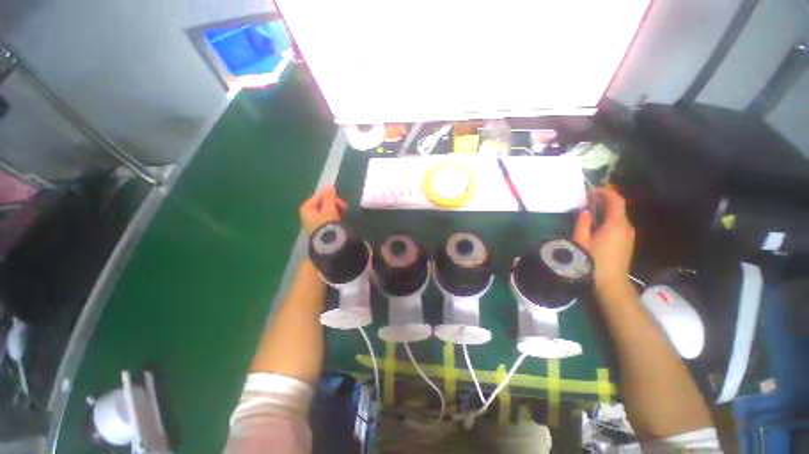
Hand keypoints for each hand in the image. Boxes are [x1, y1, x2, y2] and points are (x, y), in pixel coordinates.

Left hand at [299, 185, 347, 234]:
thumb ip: (329, 197)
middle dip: (334, 204)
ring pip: (326, 211)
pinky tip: (340, 220)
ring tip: (344, 214)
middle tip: (344, 207)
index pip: (319, 196)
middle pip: (322, 203)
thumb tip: (330, 186)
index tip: (341, 200)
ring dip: (335, 210)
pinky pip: (327, 218)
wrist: (328, 243)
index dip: (331, 196)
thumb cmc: (327, 223)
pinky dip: (333, 217)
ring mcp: (312, 222)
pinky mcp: (319, 228)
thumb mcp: (329, 208)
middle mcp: (307, 214)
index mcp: (306, 207)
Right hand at [573, 186, 634, 290]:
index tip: (590, 191)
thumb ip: (583, 223)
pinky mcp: (627, 242)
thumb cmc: (592, 261)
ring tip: (590, 211)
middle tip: (586, 200)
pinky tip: (598, 225)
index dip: (604, 192)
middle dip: (604, 200)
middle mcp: (627, 227)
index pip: (616, 200)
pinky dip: (610, 219)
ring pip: (619, 216)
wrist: (610, 283)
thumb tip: (586, 211)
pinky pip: (620, 224)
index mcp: (616, 224)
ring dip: (607, 210)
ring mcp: (629, 235)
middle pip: (619, 206)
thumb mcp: (581, 241)